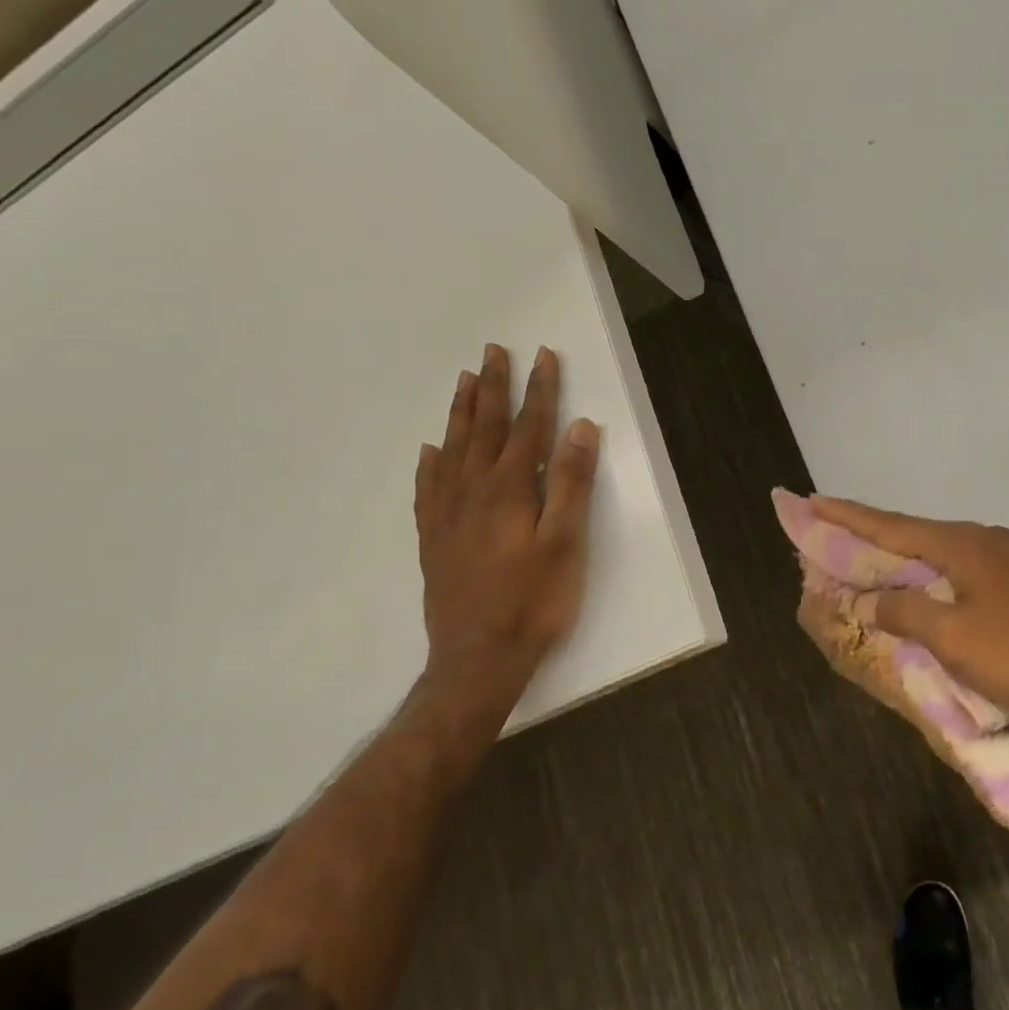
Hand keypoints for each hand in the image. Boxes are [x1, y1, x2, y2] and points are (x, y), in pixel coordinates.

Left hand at [414, 344, 600, 754]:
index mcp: (511, 488)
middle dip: (494, 387)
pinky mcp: (434, 537)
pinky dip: (430, 462)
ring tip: (464, 380)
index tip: (543, 356)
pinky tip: (429, 450)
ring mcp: (448, 513)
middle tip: (493, 350)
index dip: (539, 389)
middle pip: (485, 427)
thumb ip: (572, 483)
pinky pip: (427, 487)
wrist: (477, 659)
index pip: (529, 426)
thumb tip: (580, 428)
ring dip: (461, 412)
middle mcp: (474, 490)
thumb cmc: (534, 601)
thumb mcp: (566, 543)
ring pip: (453, 448)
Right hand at [808, 497, 1008, 745]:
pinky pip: (965, 573)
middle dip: (873, 535)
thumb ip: (906, 612)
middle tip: (835, 531)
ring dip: (906, 558)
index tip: (811, 500)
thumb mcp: (955, 638)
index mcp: (962, 544)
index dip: (847, 516)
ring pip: (942, 554)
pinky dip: (935, 578)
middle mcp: (985, 540)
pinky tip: (932, 592)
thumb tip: (874, 599)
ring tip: (876, 562)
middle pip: (915, 534)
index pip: (890, 526)